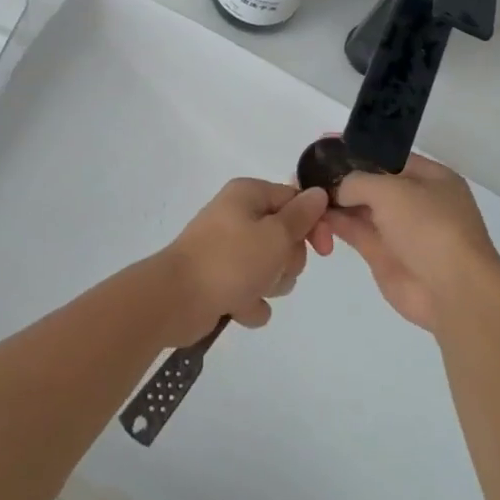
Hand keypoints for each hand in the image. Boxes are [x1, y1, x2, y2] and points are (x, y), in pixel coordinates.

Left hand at [155, 178, 330, 344]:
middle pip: (286, 238)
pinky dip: (249, 302)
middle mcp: (238, 217)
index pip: (295, 201)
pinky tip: (236, 307)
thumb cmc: (230, 260)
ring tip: (251, 290)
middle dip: (287, 261)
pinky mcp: (221, 280)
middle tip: (272, 269)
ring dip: (269, 285)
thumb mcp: (276, 235)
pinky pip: (252, 291)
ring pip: (272, 268)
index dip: (313, 225)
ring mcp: (228, 250)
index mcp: (248, 195)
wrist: (176, 300)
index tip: (323, 250)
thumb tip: (318, 193)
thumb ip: (302, 216)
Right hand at [321, 154, 499, 332]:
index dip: (358, 150)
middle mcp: (416, 201)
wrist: (452, 291)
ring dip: (335, 201)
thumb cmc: (429, 227)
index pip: (388, 157)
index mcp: (431, 178)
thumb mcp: (392, 190)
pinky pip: (356, 232)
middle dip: (342, 178)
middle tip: (307, 172)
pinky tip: (315, 216)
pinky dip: (336, 223)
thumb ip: (358, 182)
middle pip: (372, 184)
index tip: (326, 144)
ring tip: (304, 192)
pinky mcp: (384, 256)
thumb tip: (337, 189)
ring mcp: (400, 230)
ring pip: (360, 209)